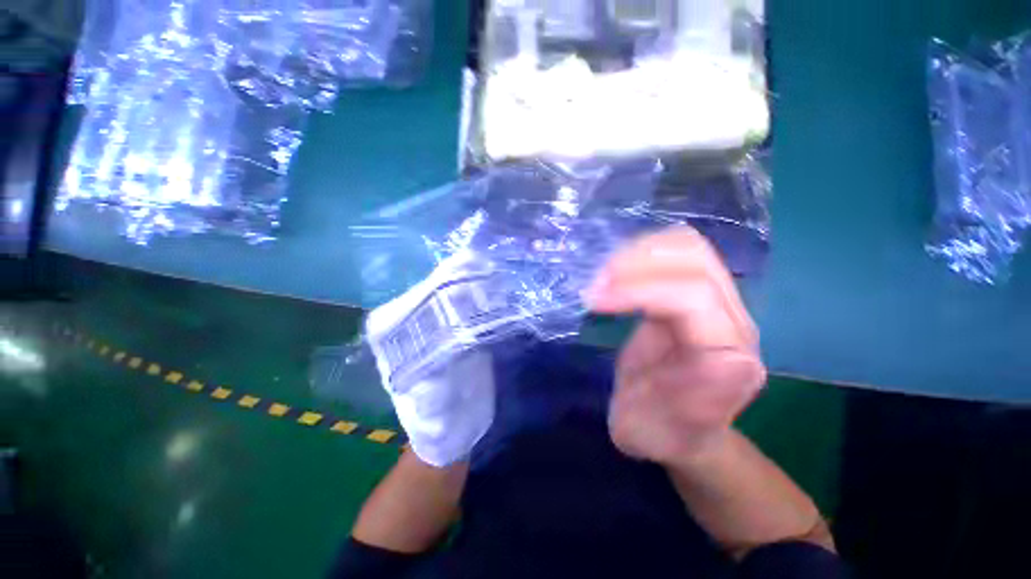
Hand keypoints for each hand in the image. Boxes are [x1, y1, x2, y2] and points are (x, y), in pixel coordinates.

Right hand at [586, 227, 765, 465]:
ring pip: (688, 246)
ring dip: (638, 252)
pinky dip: (641, 252)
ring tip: (603, 277)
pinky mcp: (698, 291)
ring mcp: (718, 301)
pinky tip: (617, 273)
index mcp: (728, 358)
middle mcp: (733, 321)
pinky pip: (677, 251)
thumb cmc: (661, 432)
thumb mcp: (655, 436)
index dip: (637, 290)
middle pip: (696, 260)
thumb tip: (724, 359)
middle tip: (596, 284)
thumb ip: (688, 408)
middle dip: (636, 263)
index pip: (691, 297)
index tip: (593, 300)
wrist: (676, 426)